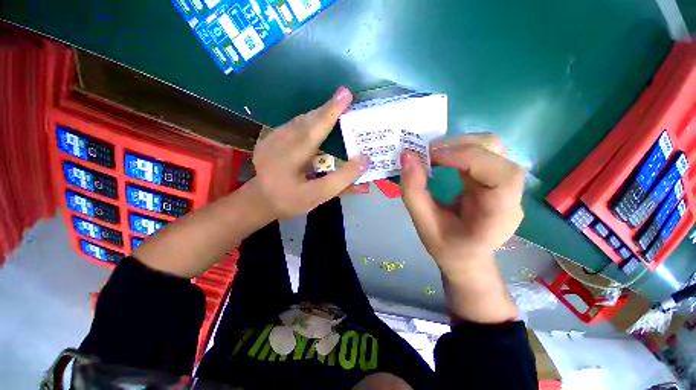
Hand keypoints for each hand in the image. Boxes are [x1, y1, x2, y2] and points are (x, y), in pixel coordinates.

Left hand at [251, 87, 368, 218]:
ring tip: (335, 108)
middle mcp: (276, 146)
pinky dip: (308, 120)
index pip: (313, 134)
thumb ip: (343, 181)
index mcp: (288, 163)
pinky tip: (318, 121)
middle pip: (306, 122)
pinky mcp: (267, 137)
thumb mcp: (319, 197)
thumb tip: (365, 161)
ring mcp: (269, 140)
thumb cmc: (292, 201)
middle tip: (344, 97)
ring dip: (318, 114)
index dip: (330, 114)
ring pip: (299, 121)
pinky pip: (293, 124)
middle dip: (326, 109)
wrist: (261, 200)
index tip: (346, 95)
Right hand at [400, 134, 524, 276]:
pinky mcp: (492, 177)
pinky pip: (480, 152)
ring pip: (490, 146)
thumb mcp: (423, 225)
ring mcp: (504, 183)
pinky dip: (457, 149)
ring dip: (457, 144)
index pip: (501, 176)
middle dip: (458, 146)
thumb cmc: (447, 247)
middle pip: (497, 153)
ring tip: (431, 154)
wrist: (466, 256)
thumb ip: (413, 191)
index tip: (431, 156)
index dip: (468, 157)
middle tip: (426, 153)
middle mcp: (510, 195)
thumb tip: (407, 156)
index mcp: (500, 216)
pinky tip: (440, 158)